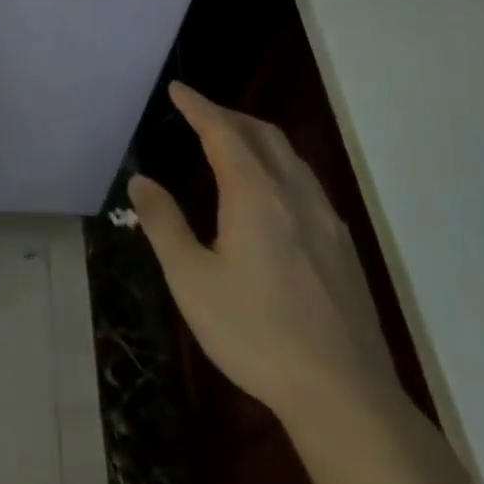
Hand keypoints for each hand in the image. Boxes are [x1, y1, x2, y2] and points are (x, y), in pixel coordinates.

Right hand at [129, 82, 401, 426]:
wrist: (343, 394)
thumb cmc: (254, 333)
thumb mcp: (190, 279)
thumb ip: (164, 224)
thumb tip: (140, 181)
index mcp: (255, 196)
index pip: (224, 133)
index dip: (198, 107)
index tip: (178, 89)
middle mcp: (296, 196)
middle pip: (264, 136)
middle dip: (229, 116)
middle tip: (198, 112)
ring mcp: (326, 221)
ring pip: (291, 158)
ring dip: (257, 138)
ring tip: (231, 142)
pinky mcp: (342, 247)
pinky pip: (307, 183)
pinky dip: (279, 165)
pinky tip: (269, 193)